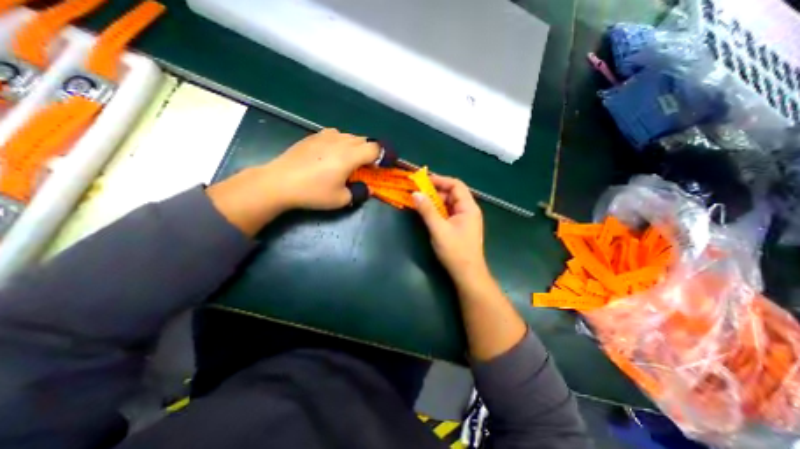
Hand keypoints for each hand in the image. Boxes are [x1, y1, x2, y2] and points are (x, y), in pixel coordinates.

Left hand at [207, 128, 378, 236]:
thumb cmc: (313, 192)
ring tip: (350, 161)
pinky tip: (333, 154)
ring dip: (356, 147)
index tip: (383, 166)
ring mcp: (325, 136)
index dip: (383, 156)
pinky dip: (341, 143)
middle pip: (364, 140)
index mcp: (350, 155)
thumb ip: (359, 192)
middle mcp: (340, 141)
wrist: (280, 182)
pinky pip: (335, 135)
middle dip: (370, 152)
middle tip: (367, 167)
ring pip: (350, 136)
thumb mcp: (340, 199)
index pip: (375, 148)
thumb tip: (368, 189)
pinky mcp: (314, 136)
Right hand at [412, 175, 486, 283]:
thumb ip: (427, 210)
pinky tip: (426, 213)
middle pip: (452, 194)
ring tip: (418, 202)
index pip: (456, 185)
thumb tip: (415, 193)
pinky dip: (437, 211)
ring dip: (434, 202)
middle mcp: (468, 210)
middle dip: (434, 191)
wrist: (467, 274)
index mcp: (468, 207)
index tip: (423, 181)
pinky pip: (447, 213)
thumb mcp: (439, 229)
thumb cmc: (455, 251)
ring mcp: (463, 219)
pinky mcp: (458, 227)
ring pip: (448, 204)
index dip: (440, 180)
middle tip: (417, 192)